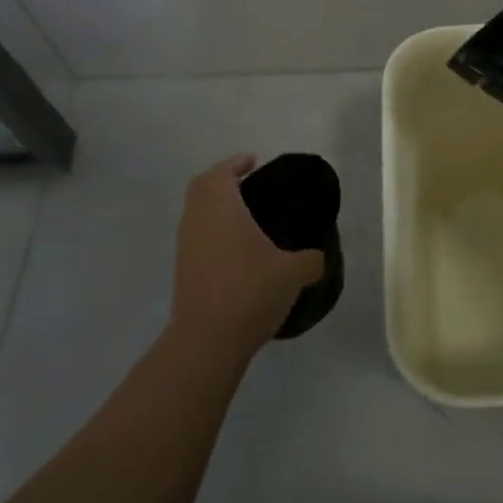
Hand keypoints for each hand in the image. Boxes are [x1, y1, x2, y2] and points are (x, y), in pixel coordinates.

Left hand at [169, 156, 325, 355]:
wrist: (207, 341)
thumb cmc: (250, 291)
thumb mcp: (293, 273)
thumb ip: (311, 259)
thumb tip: (319, 257)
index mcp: (220, 207)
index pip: (221, 172)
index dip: (236, 163)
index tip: (253, 160)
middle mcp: (197, 220)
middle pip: (202, 187)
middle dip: (222, 180)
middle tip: (248, 182)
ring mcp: (186, 247)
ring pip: (196, 213)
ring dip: (216, 206)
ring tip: (245, 215)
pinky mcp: (183, 271)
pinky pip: (197, 235)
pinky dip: (212, 229)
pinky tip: (236, 247)